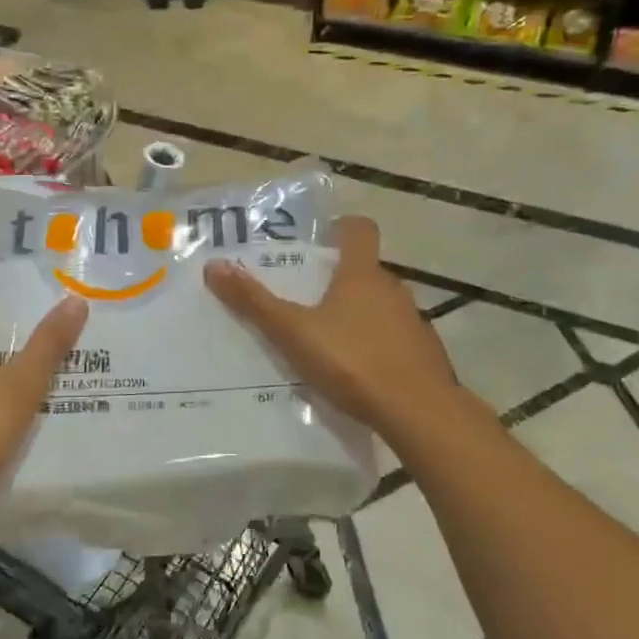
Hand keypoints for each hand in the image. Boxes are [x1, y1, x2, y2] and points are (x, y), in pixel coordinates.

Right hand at [205, 216, 460, 437]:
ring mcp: (413, 321)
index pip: (360, 229)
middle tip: (305, 298)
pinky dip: (376, 345)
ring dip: (358, 314)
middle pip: (366, 271)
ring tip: (327, 340)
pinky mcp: (424, 353)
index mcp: (362, 274)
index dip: (342, 228)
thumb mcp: (293, 333)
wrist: (417, 411)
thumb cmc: (352, 361)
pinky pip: (394, 338)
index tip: (320, 240)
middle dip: (338, 279)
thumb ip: (254, 302)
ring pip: (381, 306)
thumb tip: (214, 266)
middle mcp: (392, 289)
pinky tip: (357, 372)